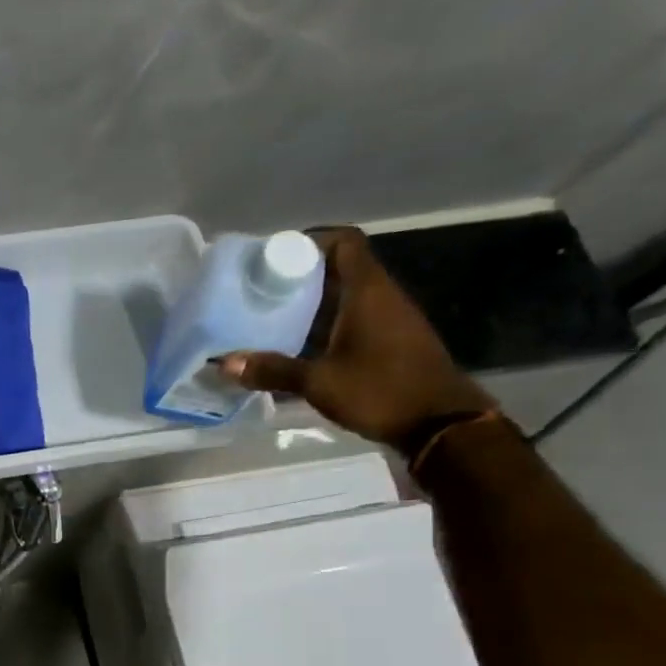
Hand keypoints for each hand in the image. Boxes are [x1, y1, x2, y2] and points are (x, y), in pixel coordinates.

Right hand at [219, 227, 494, 448]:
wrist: (440, 424)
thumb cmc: (380, 391)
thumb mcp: (319, 382)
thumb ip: (272, 370)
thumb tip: (224, 364)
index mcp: (368, 292)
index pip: (344, 243)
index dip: (310, 241)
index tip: (273, 259)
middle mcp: (380, 297)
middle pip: (338, 270)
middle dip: (299, 277)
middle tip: (259, 292)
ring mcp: (387, 320)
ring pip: (343, 298)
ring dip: (308, 305)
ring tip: (268, 319)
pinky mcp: (388, 342)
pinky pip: (350, 321)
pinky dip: (322, 326)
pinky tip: (295, 347)